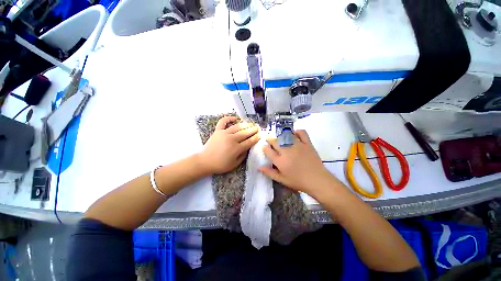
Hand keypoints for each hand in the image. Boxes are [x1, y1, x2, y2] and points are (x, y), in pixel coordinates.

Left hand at [197, 116, 259, 173]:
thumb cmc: (220, 165)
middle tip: (258, 128)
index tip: (260, 134)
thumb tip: (248, 148)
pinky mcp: (217, 131)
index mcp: (236, 148)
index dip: (256, 137)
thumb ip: (243, 156)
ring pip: (237, 127)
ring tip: (250, 124)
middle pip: (245, 133)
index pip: (249, 141)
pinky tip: (234, 118)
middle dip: (253, 130)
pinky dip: (228, 118)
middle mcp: (231, 139)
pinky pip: (223, 122)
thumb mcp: (234, 164)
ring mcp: (224, 133)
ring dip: (245, 125)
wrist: (205, 161)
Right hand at [258, 130, 337, 195]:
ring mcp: (298, 145)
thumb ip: (269, 172)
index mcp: (280, 161)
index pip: (268, 150)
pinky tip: (295, 134)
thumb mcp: (282, 180)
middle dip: (270, 140)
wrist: (317, 180)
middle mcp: (287, 151)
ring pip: (286, 136)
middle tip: (270, 140)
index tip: (265, 147)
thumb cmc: (298, 181)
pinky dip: (297, 131)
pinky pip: (302, 133)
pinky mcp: (307, 143)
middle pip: (275, 141)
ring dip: (281, 135)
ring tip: (280, 138)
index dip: (265, 148)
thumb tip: (258, 166)